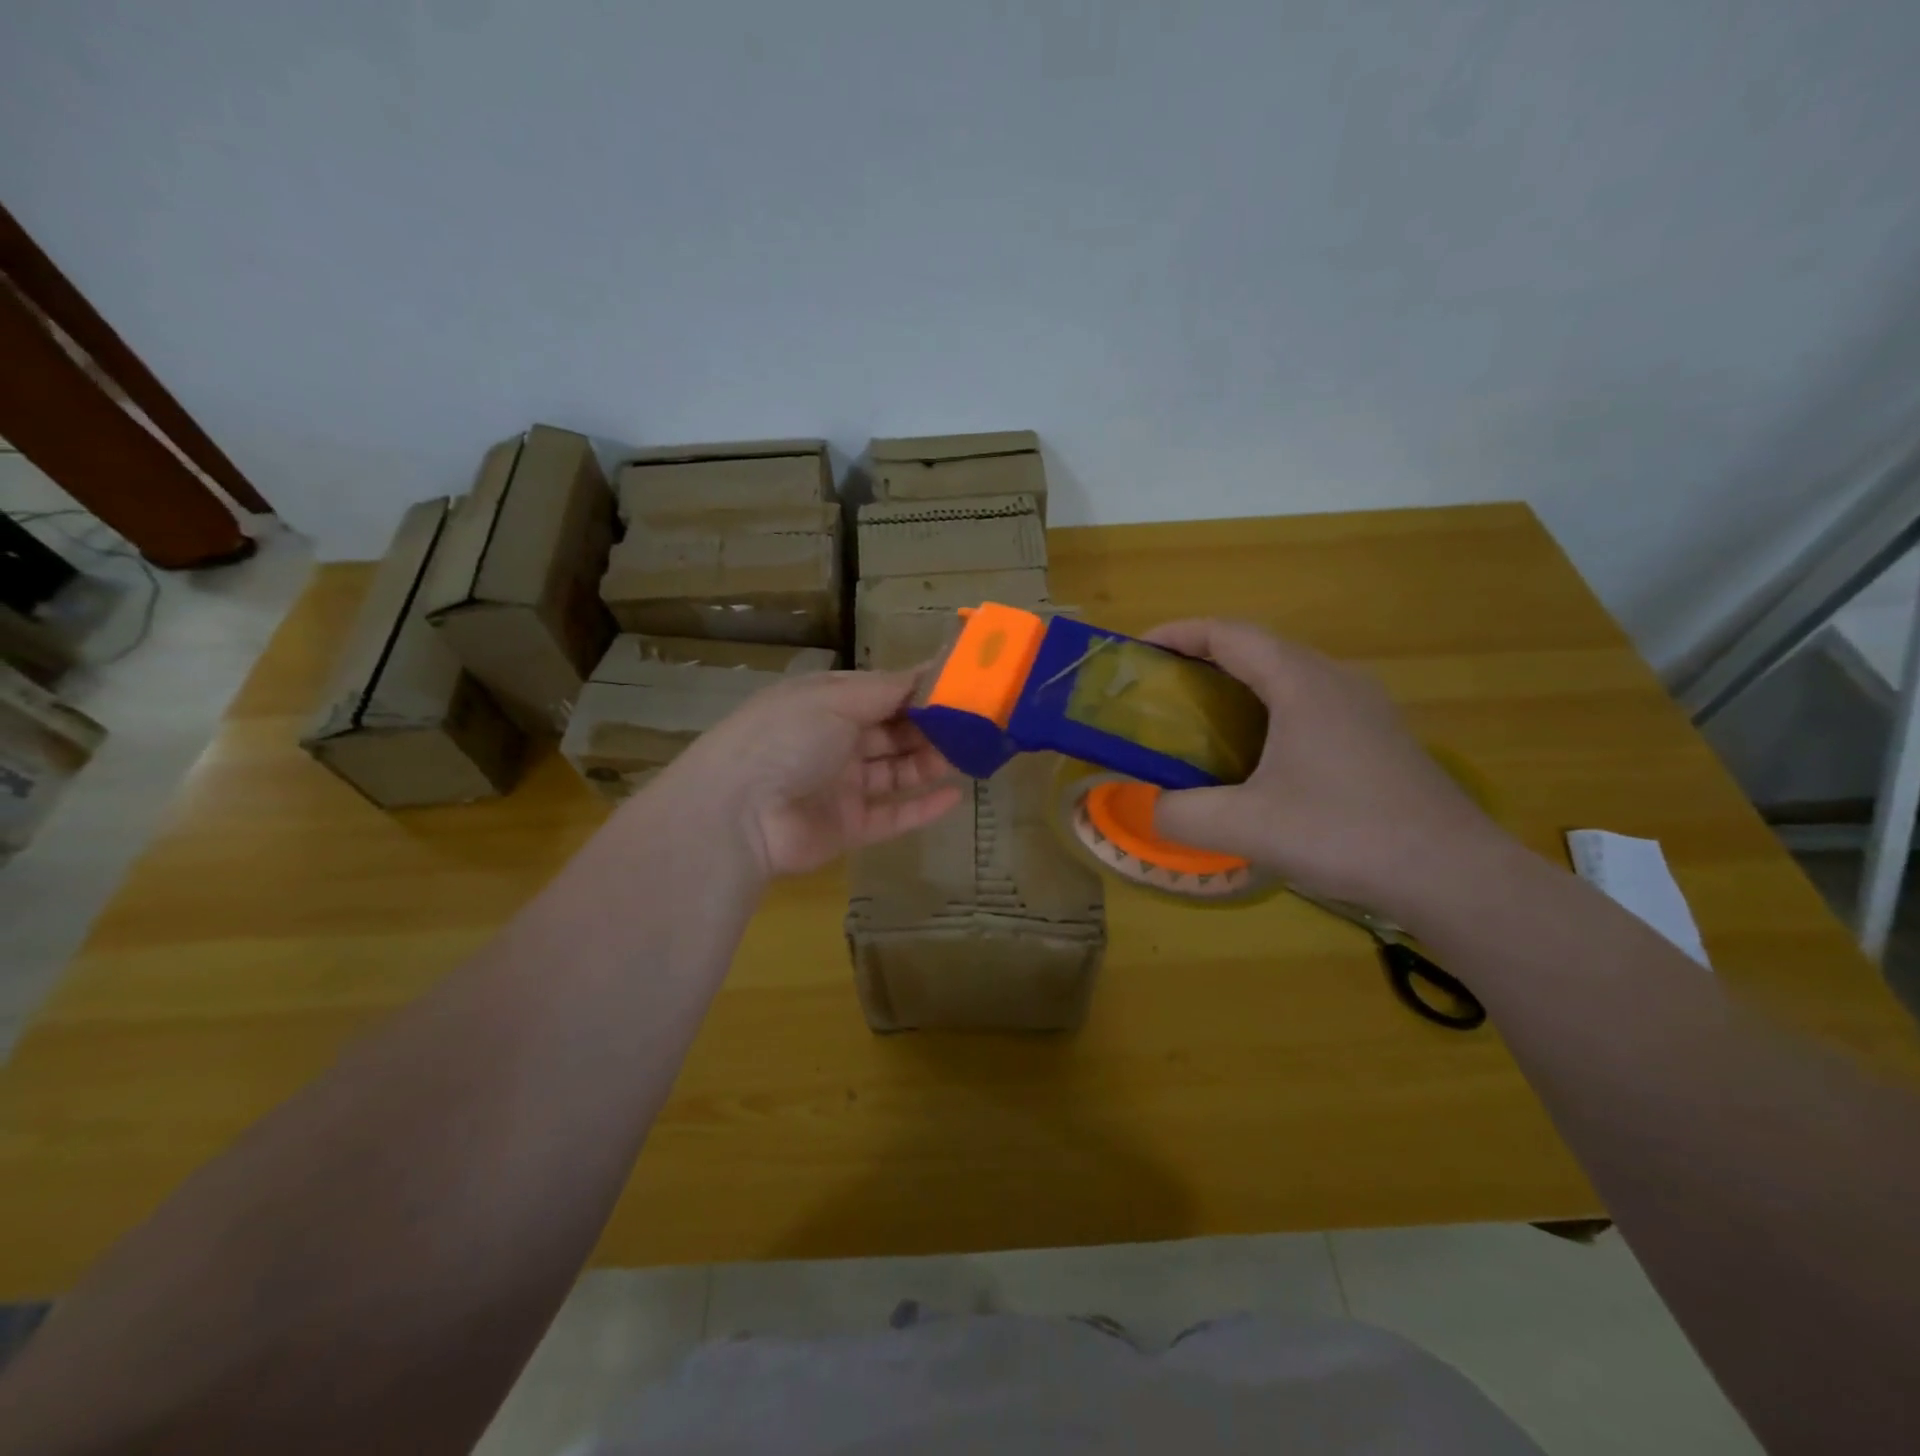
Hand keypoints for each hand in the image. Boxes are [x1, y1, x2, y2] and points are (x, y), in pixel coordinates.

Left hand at [652, 669, 963, 878]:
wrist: (738, 814)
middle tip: (975, 724)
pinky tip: (954, 796)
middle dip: (931, 727)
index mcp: (826, 704)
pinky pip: (892, 815)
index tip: (962, 686)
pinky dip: (922, 807)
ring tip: (972, 755)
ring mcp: (842, 786)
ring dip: (930, 763)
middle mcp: (834, 741)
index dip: (920, 690)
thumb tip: (929, 671)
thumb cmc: (786, 739)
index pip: (882, 693)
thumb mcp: (835, 699)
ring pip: (896, 772)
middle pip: (892, 732)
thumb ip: (887, 690)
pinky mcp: (848, 827)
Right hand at [1143, 620, 1505, 917]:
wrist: (1454, 875)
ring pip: (1287, 678)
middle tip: (1160, 693)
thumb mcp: (1245, 827)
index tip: (1137, 653)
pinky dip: (1269, 713)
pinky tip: (1257, 760)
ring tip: (1199, 722)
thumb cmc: (1344, 833)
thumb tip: (1149, 809)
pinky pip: (1310, 706)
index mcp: (1302, 681)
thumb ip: (1181, 814)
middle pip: (1258, 649)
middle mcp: (1336, 679)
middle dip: (1202, 661)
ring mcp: (1364, 708)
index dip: (1178, 635)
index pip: (1229, 634)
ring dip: (1238, 687)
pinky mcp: (1379, 738)